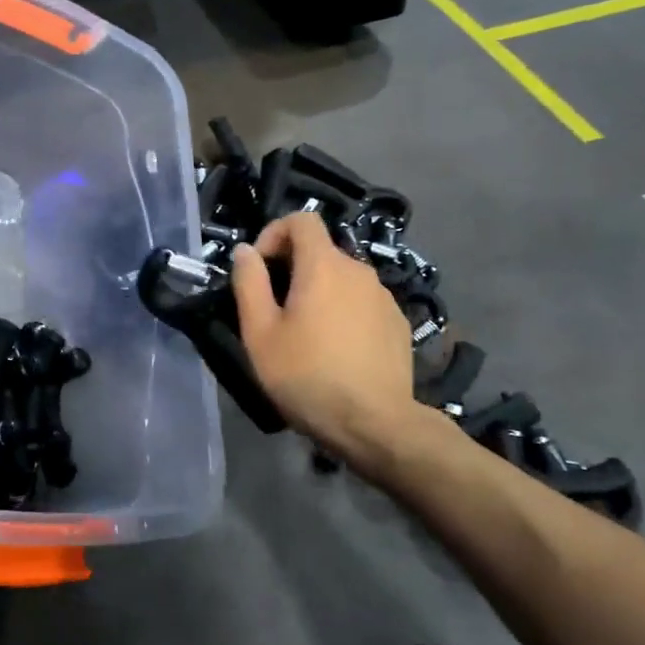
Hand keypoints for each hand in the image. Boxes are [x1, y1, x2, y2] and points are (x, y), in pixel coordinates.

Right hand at [230, 212, 418, 468]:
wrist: (376, 424)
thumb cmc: (308, 376)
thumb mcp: (260, 333)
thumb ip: (249, 283)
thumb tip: (245, 251)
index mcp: (323, 266)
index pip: (302, 219)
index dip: (274, 232)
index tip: (260, 268)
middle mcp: (359, 270)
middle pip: (321, 250)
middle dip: (293, 268)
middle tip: (274, 309)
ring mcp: (384, 296)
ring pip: (342, 278)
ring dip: (319, 291)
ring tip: (305, 334)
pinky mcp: (398, 323)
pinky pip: (362, 302)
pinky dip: (344, 311)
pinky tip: (337, 350)